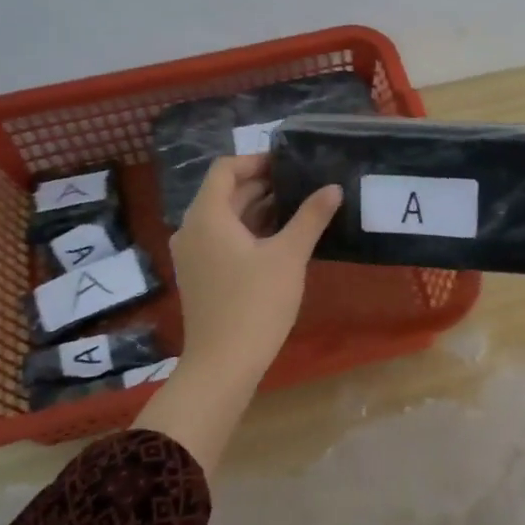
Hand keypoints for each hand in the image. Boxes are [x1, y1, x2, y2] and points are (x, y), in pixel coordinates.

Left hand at [170, 155, 341, 393]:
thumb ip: (311, 217)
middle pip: (225, 193)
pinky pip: (222, 239)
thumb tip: (333, 188)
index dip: (256, 161)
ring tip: (297, 208)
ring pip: (225, 218)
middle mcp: (192, 229)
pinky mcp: (200, 275)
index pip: (225, 169)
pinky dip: (248, 232)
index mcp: (207, 216)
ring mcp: (193, 254)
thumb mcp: (289, 256)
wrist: (223, 364)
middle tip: (301, 184)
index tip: (289, 164)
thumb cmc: (255, 303)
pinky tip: (279, 240)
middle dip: (262, 185)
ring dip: (257, 209)